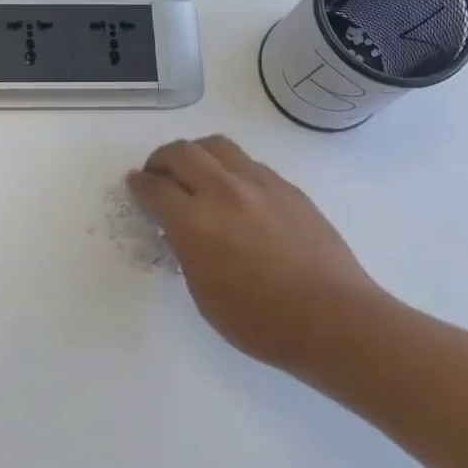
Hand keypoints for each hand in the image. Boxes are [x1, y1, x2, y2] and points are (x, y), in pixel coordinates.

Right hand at [128, 135, 389, 374]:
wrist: (333, 318)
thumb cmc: (260, 321)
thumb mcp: (204, 294)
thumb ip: (187, 252)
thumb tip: (182, 231)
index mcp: (194, 223)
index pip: (155, 188)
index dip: (139, 184)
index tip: (134, 184)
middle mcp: (223, 192)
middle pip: (182, 153)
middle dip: (161, 160)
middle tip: (157, 174)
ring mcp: (259, 184)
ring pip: (216, 146)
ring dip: (195, 153)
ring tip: (194, 171)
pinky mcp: (286, 187)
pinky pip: (247, 162)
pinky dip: (228, 166)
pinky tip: (233, 189)